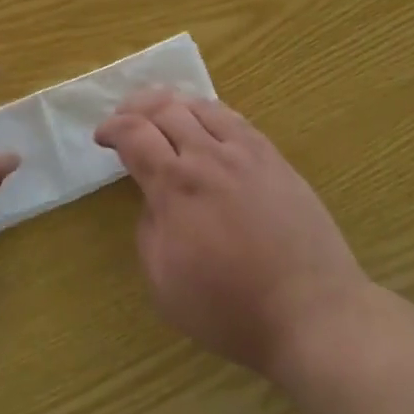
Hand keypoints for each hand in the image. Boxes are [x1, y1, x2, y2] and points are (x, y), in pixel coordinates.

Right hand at [96, 90, 368, 378]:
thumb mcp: (164, 284)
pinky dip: (210, 112)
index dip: (112, 128)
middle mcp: (207, 157)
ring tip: (162, 112)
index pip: (134, 135)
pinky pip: (235, 119)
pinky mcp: (274, 158)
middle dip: (136, 107)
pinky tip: (207, 122)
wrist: (311, 311)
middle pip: (165, 109)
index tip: (102, 136)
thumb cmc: (231, 308)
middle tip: (125, 118)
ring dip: (173, 103)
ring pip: (201, 106)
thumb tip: (154, 201)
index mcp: (175, 186)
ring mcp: (245, 153)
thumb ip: (148, 232)